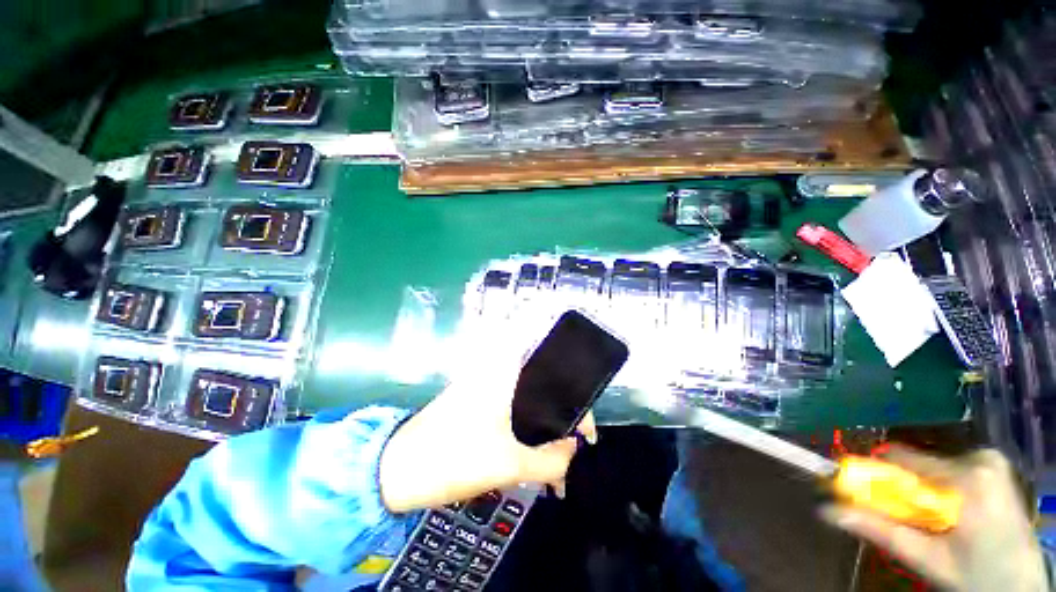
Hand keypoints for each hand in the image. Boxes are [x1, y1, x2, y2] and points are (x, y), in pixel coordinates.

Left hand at [378, 343, 596, 513]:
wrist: (398, 468)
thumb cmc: (454, 458)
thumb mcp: (509, 466)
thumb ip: (551, 461)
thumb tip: (573, 450)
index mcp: (506, 371)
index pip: (555, 369)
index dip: (578, 399)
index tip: (585, 431)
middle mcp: (498, 368)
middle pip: (545, 385)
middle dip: (561, 417)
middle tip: (570, 446)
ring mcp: (487, 383)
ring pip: (529, 398)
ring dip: (543, 425)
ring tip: (553, 457)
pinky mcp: (479, 398)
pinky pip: (513, 407)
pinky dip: (526, 426)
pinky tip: (530, 453)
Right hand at [821, 446, 1047, 591]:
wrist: (1021, 586)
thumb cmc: (977, 577)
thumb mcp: (928, 560)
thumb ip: (881, 531)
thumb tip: (826, 510)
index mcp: (967, 478)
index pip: (901, 460)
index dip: (876, 475)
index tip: (862, 493)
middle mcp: (980, 458)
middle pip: (918, 464)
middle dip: (904, 489)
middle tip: (910, 520)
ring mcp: (991, 460)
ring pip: (933, 467)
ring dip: (922, 491)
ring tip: (935, 522)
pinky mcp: (995, 465)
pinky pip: (950, 468)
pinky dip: (940, 488)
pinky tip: (952, 513)